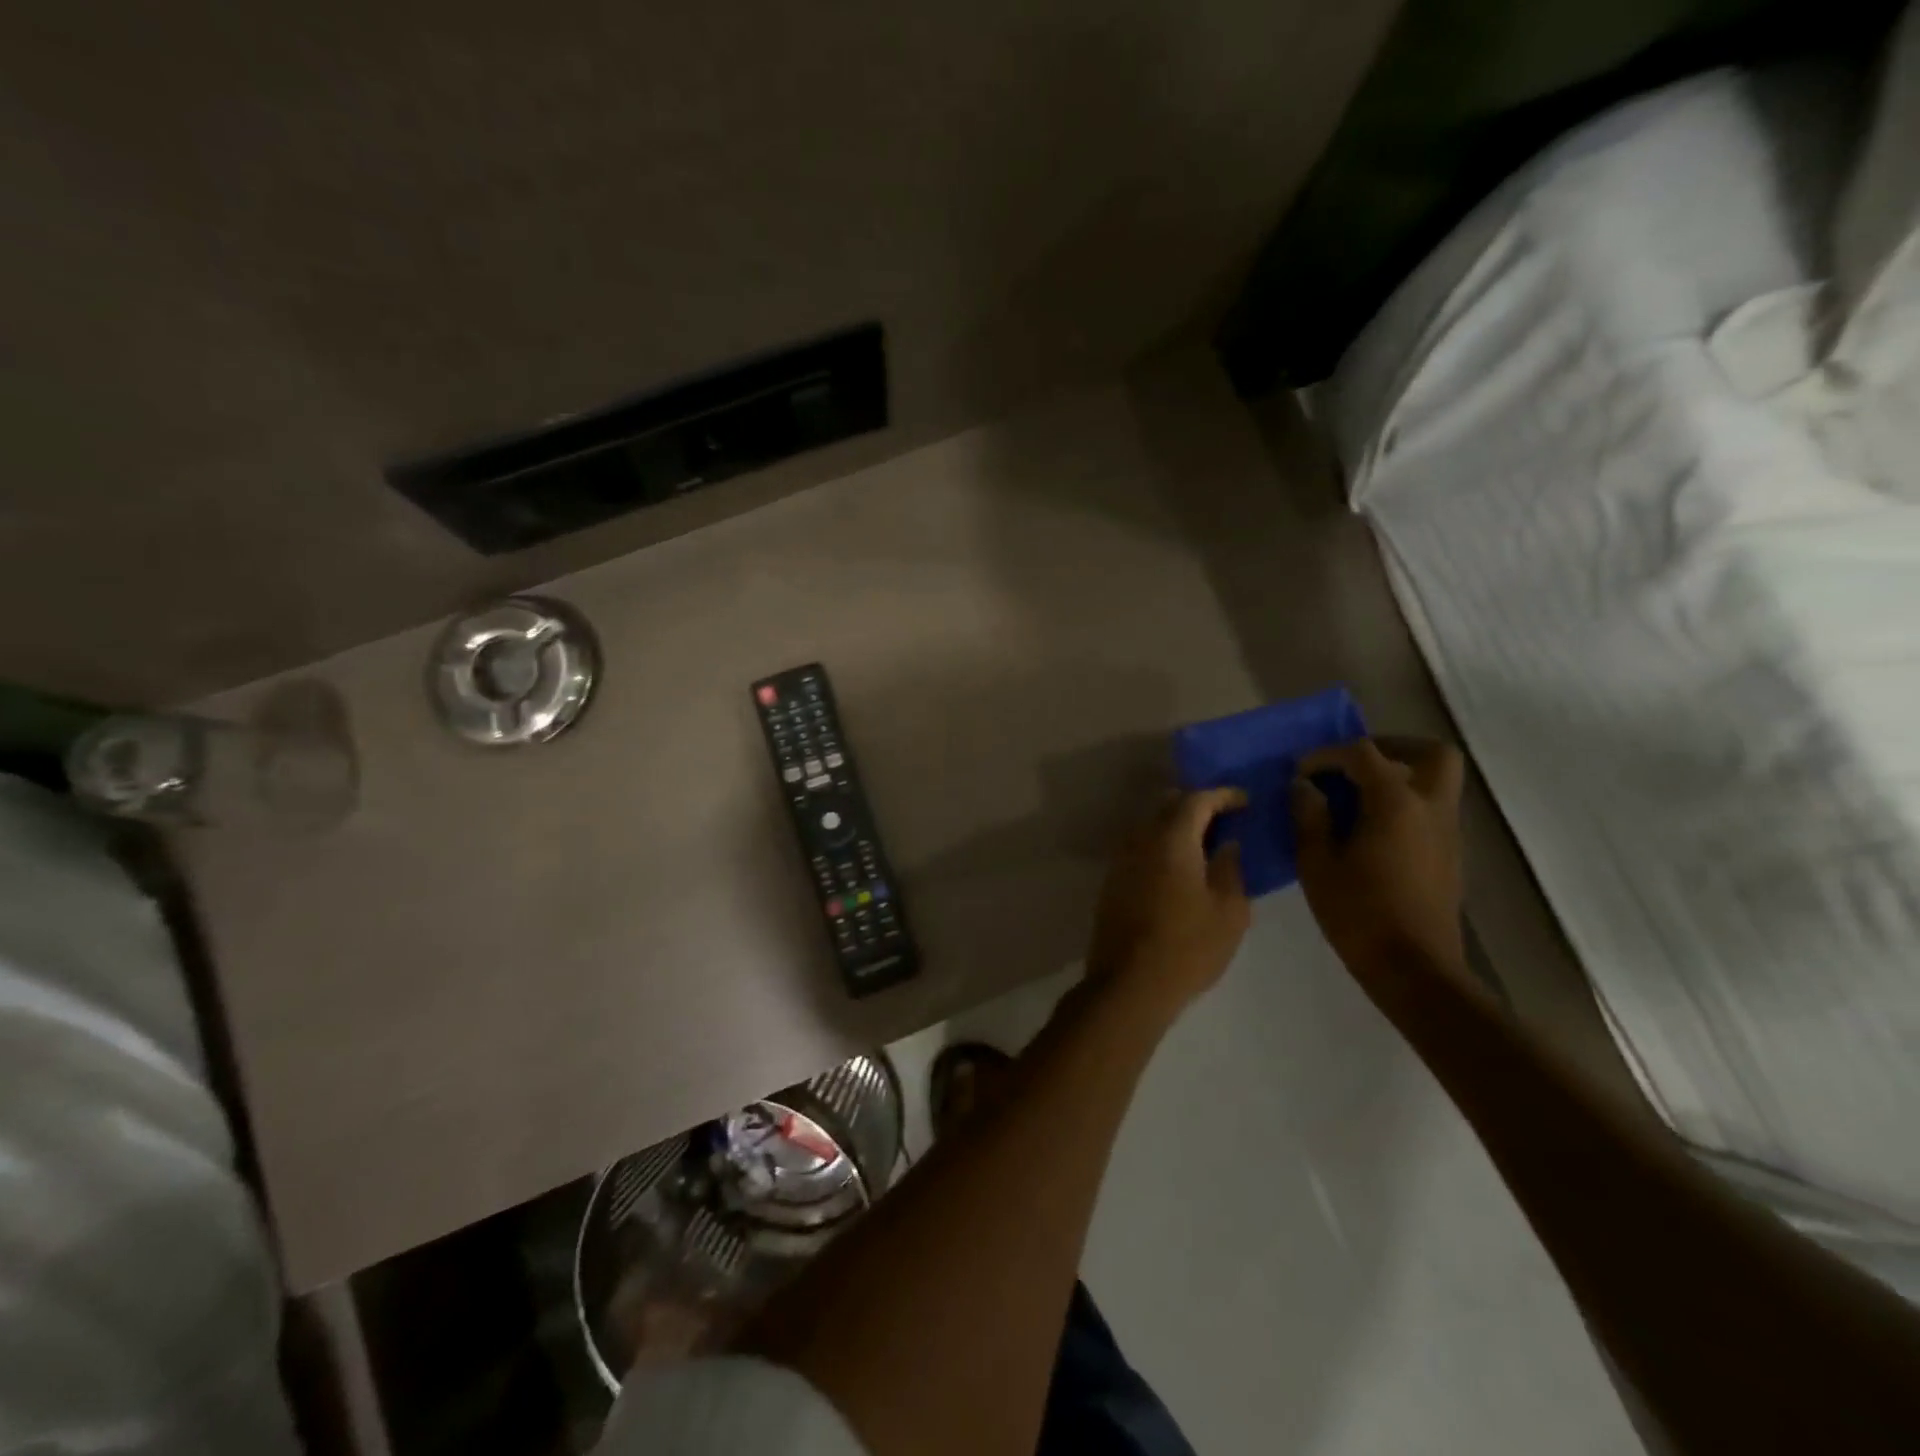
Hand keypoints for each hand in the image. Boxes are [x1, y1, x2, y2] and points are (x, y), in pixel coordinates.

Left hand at [1085, 788, 1250, 1011]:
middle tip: (1225, 819)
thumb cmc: (1188, 947)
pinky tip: (1179, 866)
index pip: (1196, 799)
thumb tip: (1226, 844)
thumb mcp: (1229, 911)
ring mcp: (1121, 859)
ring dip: (1176, 826)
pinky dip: (1161, 846)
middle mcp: (1140, 839)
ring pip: (1150, 826)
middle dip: (1197, 805)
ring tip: (1204, 843)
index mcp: (1171, 839)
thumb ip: (1230, 868)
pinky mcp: (1112, 880)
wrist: (1129, 983)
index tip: (1245, 802)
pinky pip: (1140, 847)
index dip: (1223, 795)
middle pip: (1168, 806)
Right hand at [1292, 739, 1468, 983]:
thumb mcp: (1316, 863)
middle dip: (1392, 748)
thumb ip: (1309, 816)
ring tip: (1355, 796)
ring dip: (1399, 776)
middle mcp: (1431, 807)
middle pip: (1431, 753)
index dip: (1327, 755)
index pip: (1363, 754)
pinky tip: (1370, 828)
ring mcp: (1447, 832)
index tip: (1300, 771)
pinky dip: (1405, 803)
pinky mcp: (1449, 855)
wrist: (1413, 969)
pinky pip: (1431, 808)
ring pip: (1436, 781)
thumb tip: (1305, 787)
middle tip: (1353, 763)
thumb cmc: (1358, 913)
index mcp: (1396, 803)